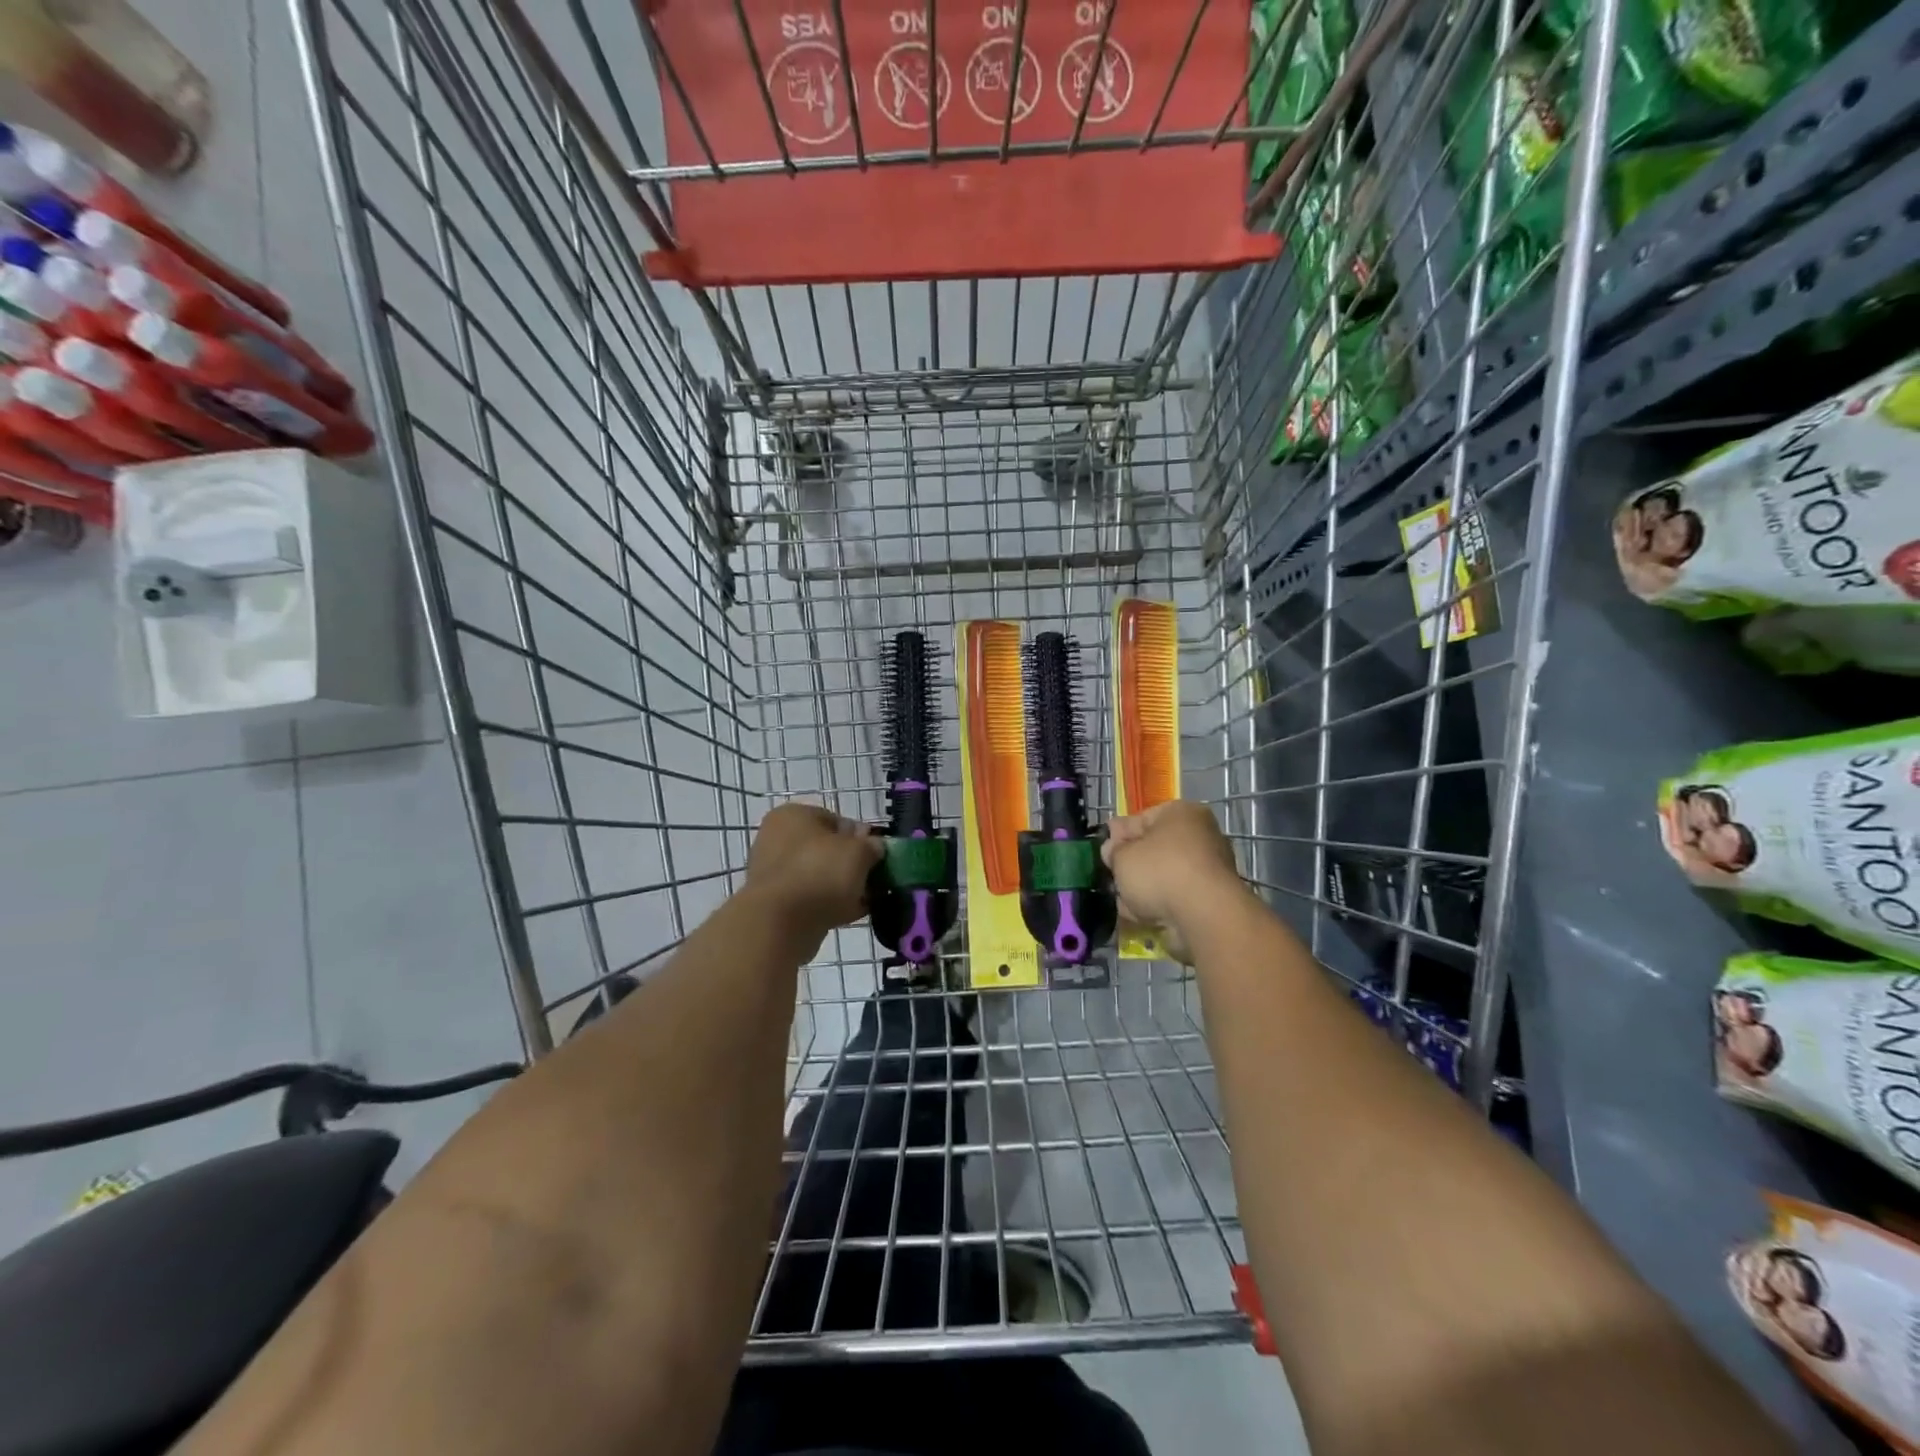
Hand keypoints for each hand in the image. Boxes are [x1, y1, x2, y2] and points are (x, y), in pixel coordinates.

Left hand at [743, 803, 882, 945]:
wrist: (780, 924)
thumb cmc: (820, 873)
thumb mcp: (859, 852)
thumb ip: (872, 845)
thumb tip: (874, 846)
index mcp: (793, 815)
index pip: (835, 819)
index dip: (860, 837)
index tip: (876, 855)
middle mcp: (776, 838)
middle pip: (825, 849)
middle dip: (850, 864)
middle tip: (872, 880)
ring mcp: (772, 872)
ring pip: (818, 875)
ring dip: (841, 887)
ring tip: (865, 901)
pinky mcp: (772, 903)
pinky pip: (808, 898)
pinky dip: (828, 904)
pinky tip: (849, 915)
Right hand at [1101, 801, 1244, 962]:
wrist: (1203, 916)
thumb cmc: (1159, 871)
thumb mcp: (1122, 855)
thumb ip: (1113, 850)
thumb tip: (1113, 849)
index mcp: (1181, 813)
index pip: (1140, 819)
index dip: (1118, 836)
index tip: (1105, 854)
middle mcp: (1200, 835)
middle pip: (1154, 850)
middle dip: (1132, 867)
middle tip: (1114, 880)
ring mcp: (1209, 869)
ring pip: (1163, 876)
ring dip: (1143, 890)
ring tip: (1127, 903)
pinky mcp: (1211, 899)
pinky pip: (1176, 898)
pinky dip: (1160, 906)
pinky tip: (1143, 917)